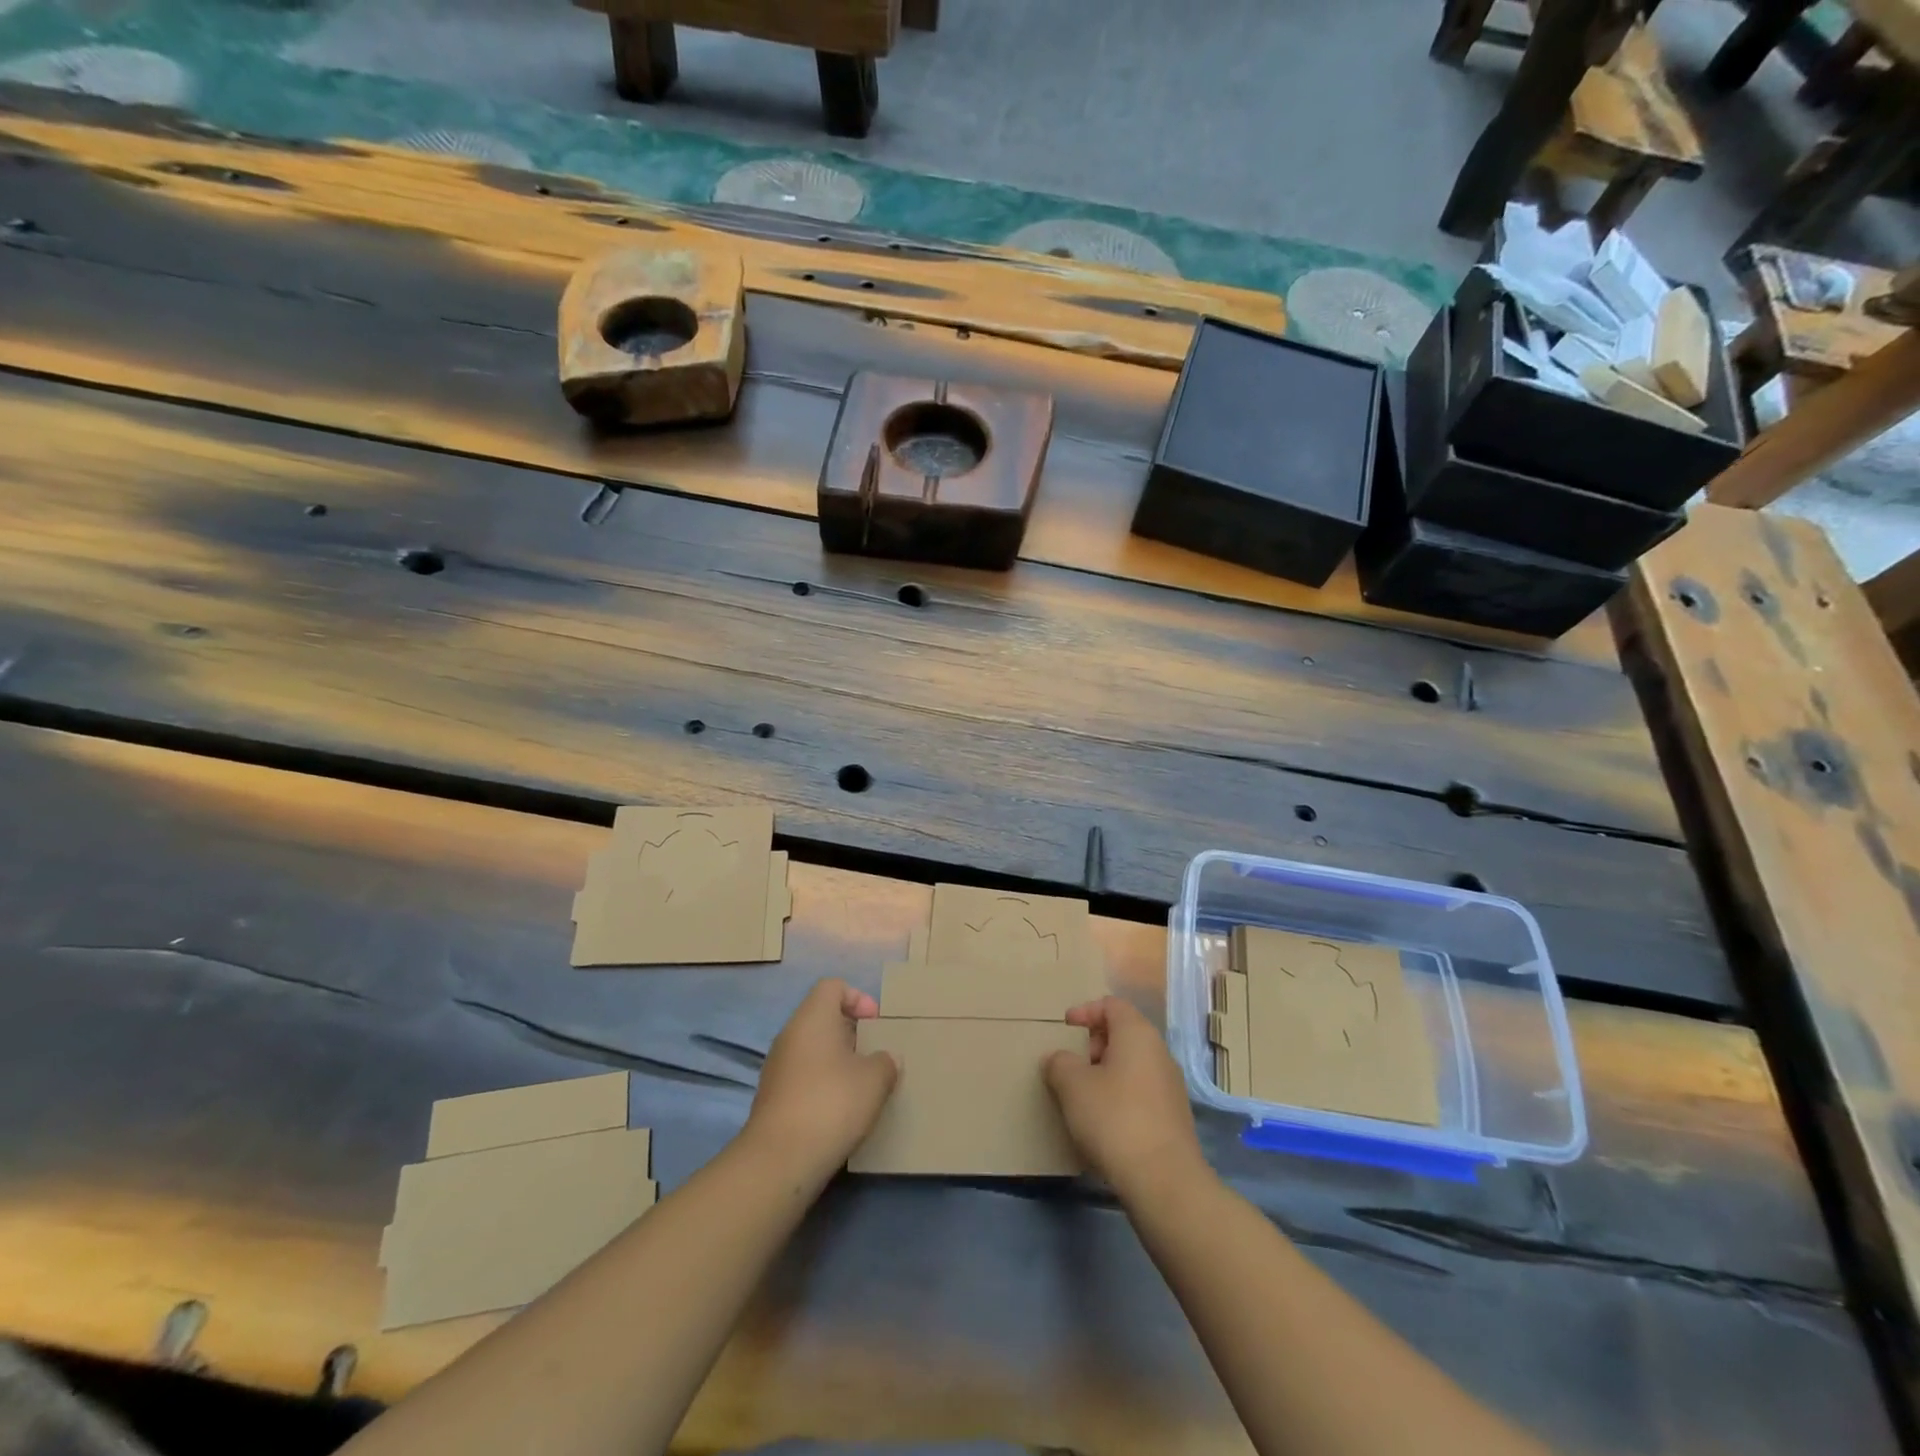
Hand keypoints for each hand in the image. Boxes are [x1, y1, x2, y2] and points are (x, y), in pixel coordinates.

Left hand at [745, 979, 897, 1180]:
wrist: (780, 1159)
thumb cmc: (832, 1102)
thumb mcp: (875, 1079)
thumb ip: (886, 1062)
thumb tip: (886, 1059)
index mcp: (813, 1017)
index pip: (833, 986)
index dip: (858, 998)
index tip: (876, 1024)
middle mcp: (790, 1034)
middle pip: (822, 1018)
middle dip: (851, 1033)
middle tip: (874, 1056)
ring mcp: (777, 1067)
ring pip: (812, 1049)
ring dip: (837, 1061)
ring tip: (862, 1086)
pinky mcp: (772, 1097)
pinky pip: (803, 1076)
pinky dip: (822, 1084)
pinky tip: (840, 1110)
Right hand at [1045, 997, 1206, 1200]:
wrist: (1164, 1180)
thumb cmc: (1114, 1119)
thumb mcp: (1073, 1086)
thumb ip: (1060, 1063)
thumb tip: (1058, 1059)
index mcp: (1137, 1033)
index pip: (1111, 1005)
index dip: (1085, 1011)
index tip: (1064, 1029)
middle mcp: (1159, 1052)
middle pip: (1123, 1033)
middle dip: (1093, 1044)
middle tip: (1071, 1065)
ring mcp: (1170, 1085)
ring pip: (1132, 1064)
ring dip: (1105, 1072)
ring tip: (1082, 1096)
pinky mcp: (1173, 1116)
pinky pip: (1141, 1091)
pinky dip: (1120, 1095)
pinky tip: (1104, 1122)